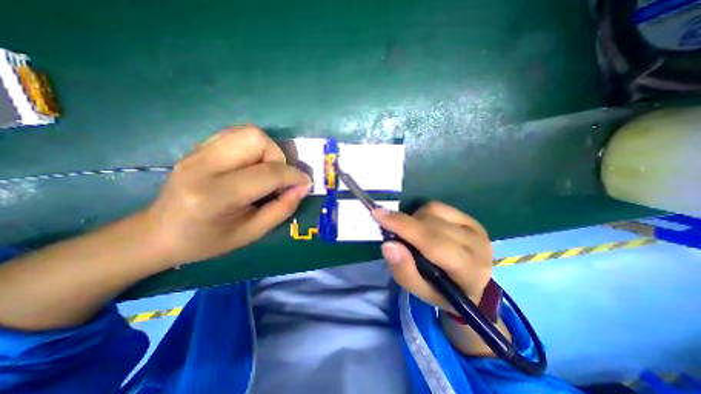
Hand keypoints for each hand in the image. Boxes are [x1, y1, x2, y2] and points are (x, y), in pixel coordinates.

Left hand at [140, 126, 309, 267]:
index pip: (267, 173)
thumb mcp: (252, 233)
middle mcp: (203, 166)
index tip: (305, 183)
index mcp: (215, 196)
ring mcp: (197, 152)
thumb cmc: (208, 240)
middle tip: (276, 179)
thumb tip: (303, 187)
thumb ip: (282, 209)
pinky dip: (254, 147)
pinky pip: (237, 135)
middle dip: (277, 158)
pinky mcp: (198, 147)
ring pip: (249, 132)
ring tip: (264, 172)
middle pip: (256, 139)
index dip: (294, 176)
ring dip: (267, 151)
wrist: (159, 232)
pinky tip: (250, 166)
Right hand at [372, 203, 491, 309]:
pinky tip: (423, 226)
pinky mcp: (470, 219)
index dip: (403, 226)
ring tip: (411, 234)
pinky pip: (438, 207)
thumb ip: (404, 271)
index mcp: (468, 271)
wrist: (471, 286)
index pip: (432, 243)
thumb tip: (388, 244)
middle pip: (431, 224)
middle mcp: (477, 245)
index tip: (377, 214)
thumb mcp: (419, 291)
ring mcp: (475, 229)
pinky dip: (423, 213)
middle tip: (388, 227)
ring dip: (414, 219)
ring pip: (433, 211)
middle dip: (404, 223)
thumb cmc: (442, 291)